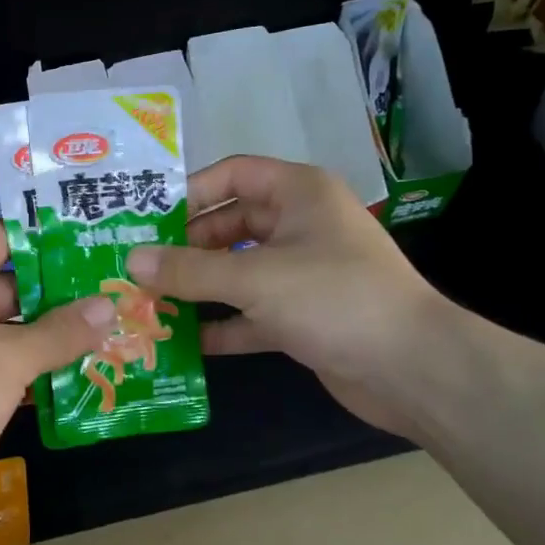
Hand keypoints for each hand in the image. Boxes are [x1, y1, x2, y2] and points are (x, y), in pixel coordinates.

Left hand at [0, 220, 116, 502]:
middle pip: (6, 283)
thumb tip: (107, 306)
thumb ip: (61, 332)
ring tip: (99, 337)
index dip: (44, 238)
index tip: (90, 245)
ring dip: (42, 335)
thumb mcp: (11, 358)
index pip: (2, 236)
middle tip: (107, 297)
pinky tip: (64, 379)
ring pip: (0, 327)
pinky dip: (20, 367)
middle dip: (54, 294)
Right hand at [126, 155, 459, 435]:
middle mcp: (300, 226)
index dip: (190, 192)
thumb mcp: (254, 278)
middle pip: (230, 225)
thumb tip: (131, 261)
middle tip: (138, 266)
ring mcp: (302, 273)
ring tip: (148, 300)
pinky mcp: (302, 316)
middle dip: (185, 247)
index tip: (147, 218)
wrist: (413, 369)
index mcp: (299, 193)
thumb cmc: (334, 298)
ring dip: (198, 287)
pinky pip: (250, 312)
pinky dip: (221, 323)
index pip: (234, 175)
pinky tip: (183, 339)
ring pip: (237, 271)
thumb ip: (189, 270)